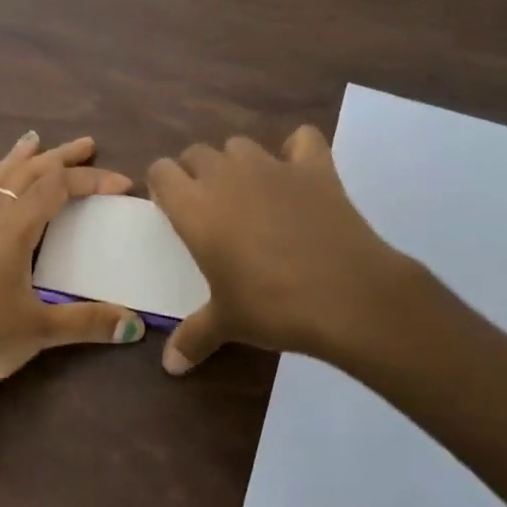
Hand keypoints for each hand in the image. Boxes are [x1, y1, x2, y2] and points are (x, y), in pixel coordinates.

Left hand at [0, 132, 146, 396]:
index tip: (123, 184)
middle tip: (86, 144)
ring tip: (31, 139)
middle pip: (25, 175)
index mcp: (13, 229)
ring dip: (14, 160)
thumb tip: (136, 327)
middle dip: (58, 157)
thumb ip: (88, 322)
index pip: (58, 188)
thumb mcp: (40, 331)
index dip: (92, 180)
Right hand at [147, 125, 433, 374]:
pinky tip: (298, 173)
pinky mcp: (314, 167)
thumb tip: (170, 368)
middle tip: (209, 208)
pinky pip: (302, 139)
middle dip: (196, 173)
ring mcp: (272, 166)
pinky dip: (297, 150)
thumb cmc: (272, 307)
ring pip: (240, 144)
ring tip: (248, 193)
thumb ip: (194, 337)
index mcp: (195, 207)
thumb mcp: (228, 323)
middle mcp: (226, 176)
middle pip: (197, 153)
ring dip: (237, 162)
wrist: (346, 295)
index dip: (163, 185)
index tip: (172, 209)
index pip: (161, 171)